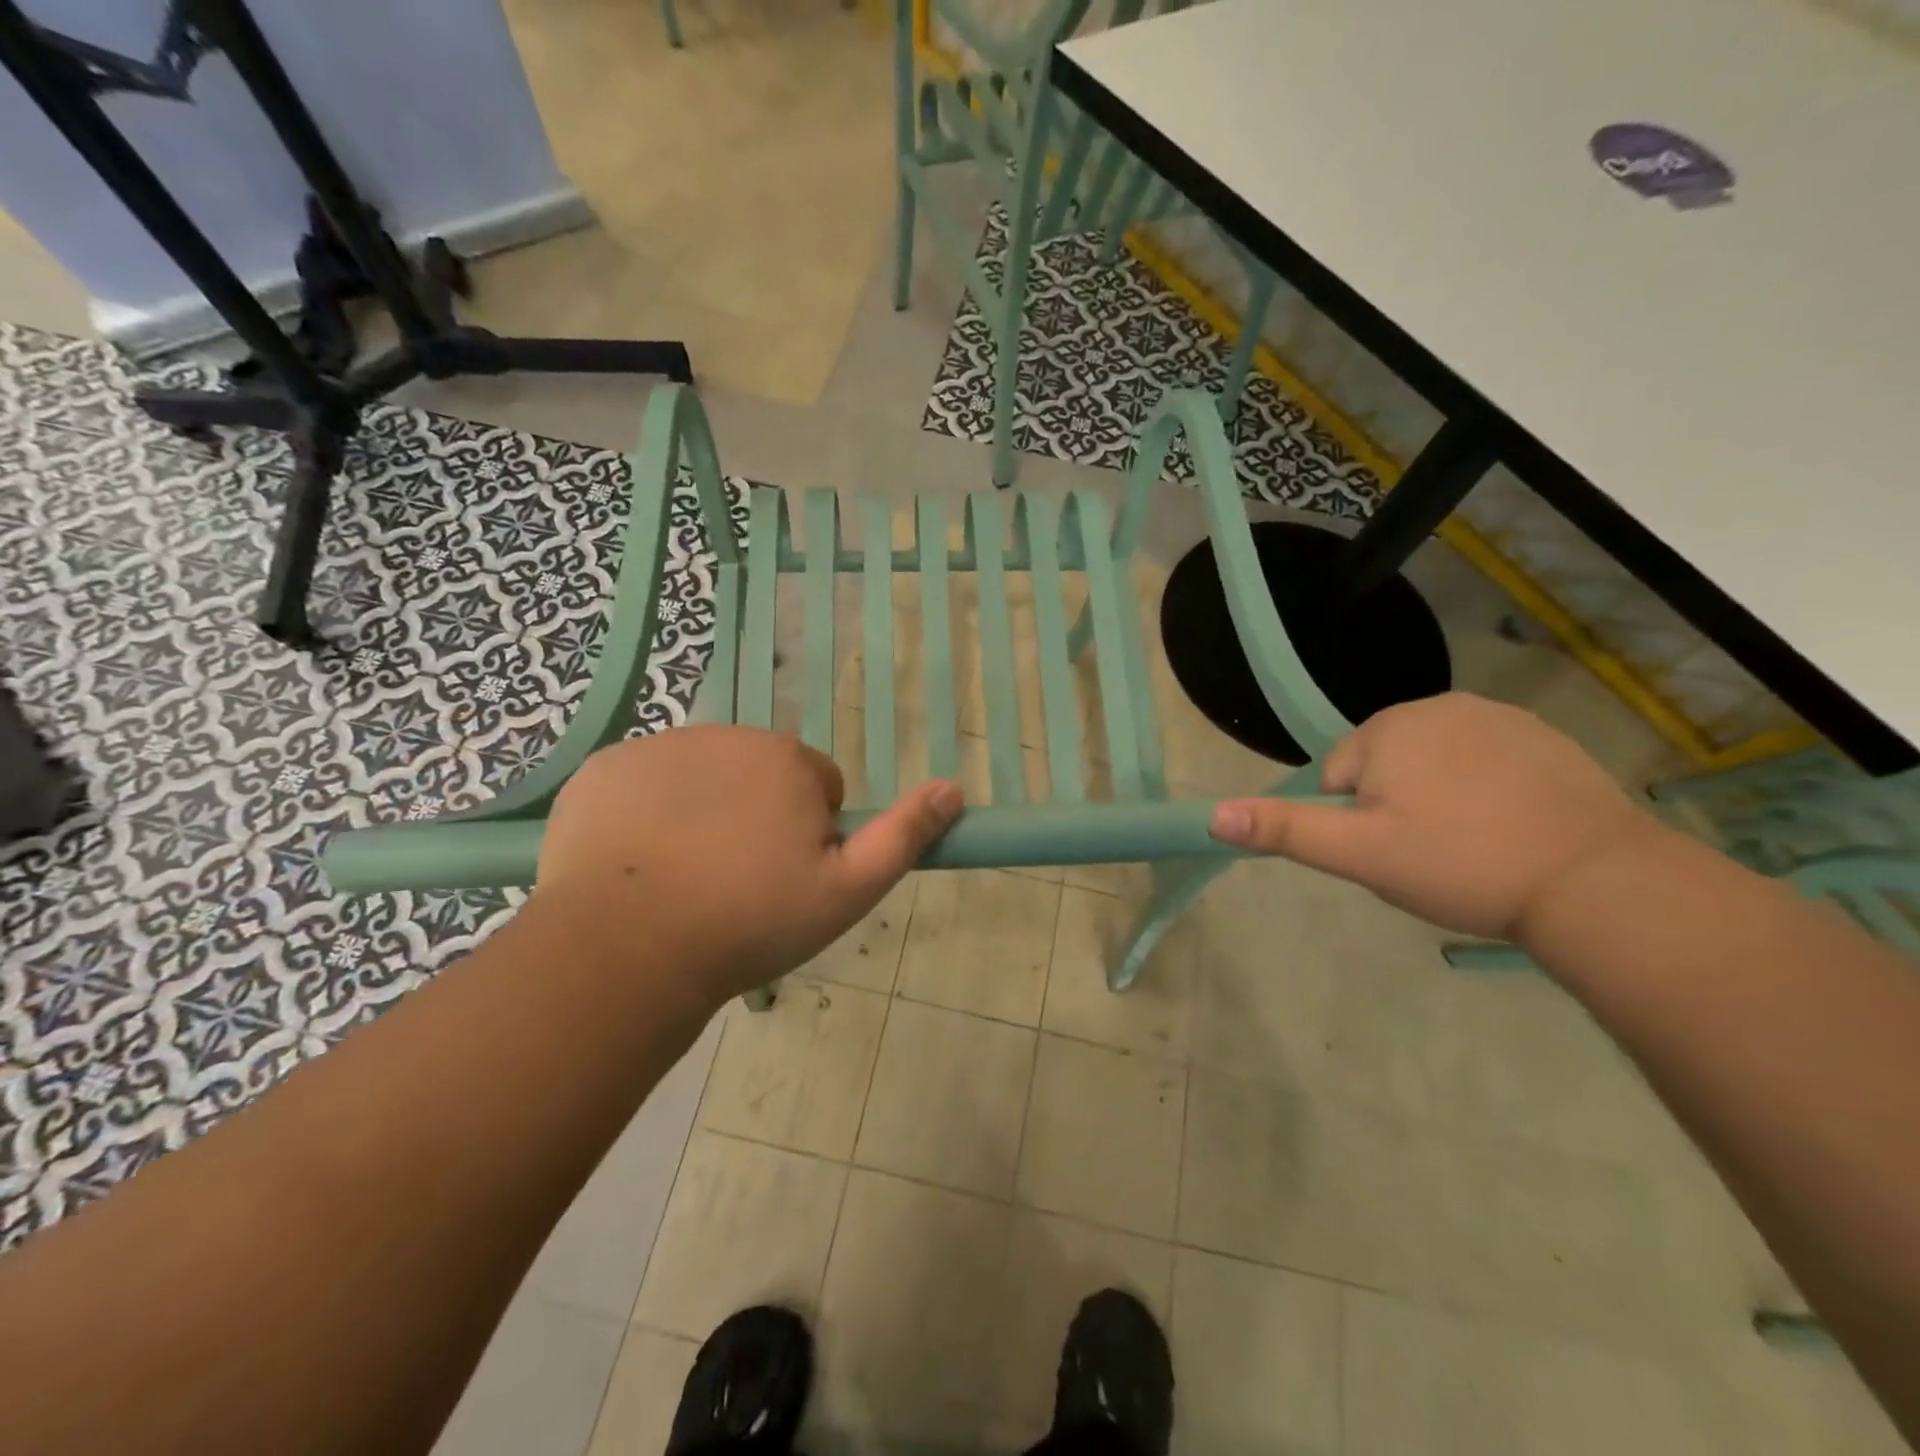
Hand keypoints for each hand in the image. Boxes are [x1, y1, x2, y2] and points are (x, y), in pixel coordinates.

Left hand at [532, 726, 962, 1008]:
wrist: (626, 950)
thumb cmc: (750, 921)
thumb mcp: (847, 891)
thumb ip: (904, 836)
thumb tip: (953, 788)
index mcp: (786, 760)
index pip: (816, 785)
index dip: (808, 834)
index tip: (784, 879)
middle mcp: (725, 735)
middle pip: (757, 775)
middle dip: (756, 816)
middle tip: (736, 883)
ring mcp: (657, 748)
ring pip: (700, 778)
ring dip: (702, 813)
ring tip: (686, 879)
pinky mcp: (603, 769)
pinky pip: (642, 785)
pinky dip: (645, 815)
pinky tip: (636, 866)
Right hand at [1207, 692, 1660, 940]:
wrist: (1595, 881)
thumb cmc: (1458, 863)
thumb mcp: (1358, 854)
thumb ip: (1284, 830)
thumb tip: (1213, 814)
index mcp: (1388, 728)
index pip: (1339, 777)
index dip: (1357, 823)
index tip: (1396, 854)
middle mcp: (1439, 706)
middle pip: (1385, 767)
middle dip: (1395, 808)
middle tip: (1431, 855)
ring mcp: (1498, 717)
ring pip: (1434, 765)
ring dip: (1438, 800)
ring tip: (1473, 846)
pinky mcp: (1544, 737)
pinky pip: (1484, 763)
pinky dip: (1485, 792)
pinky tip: (1510, 830)